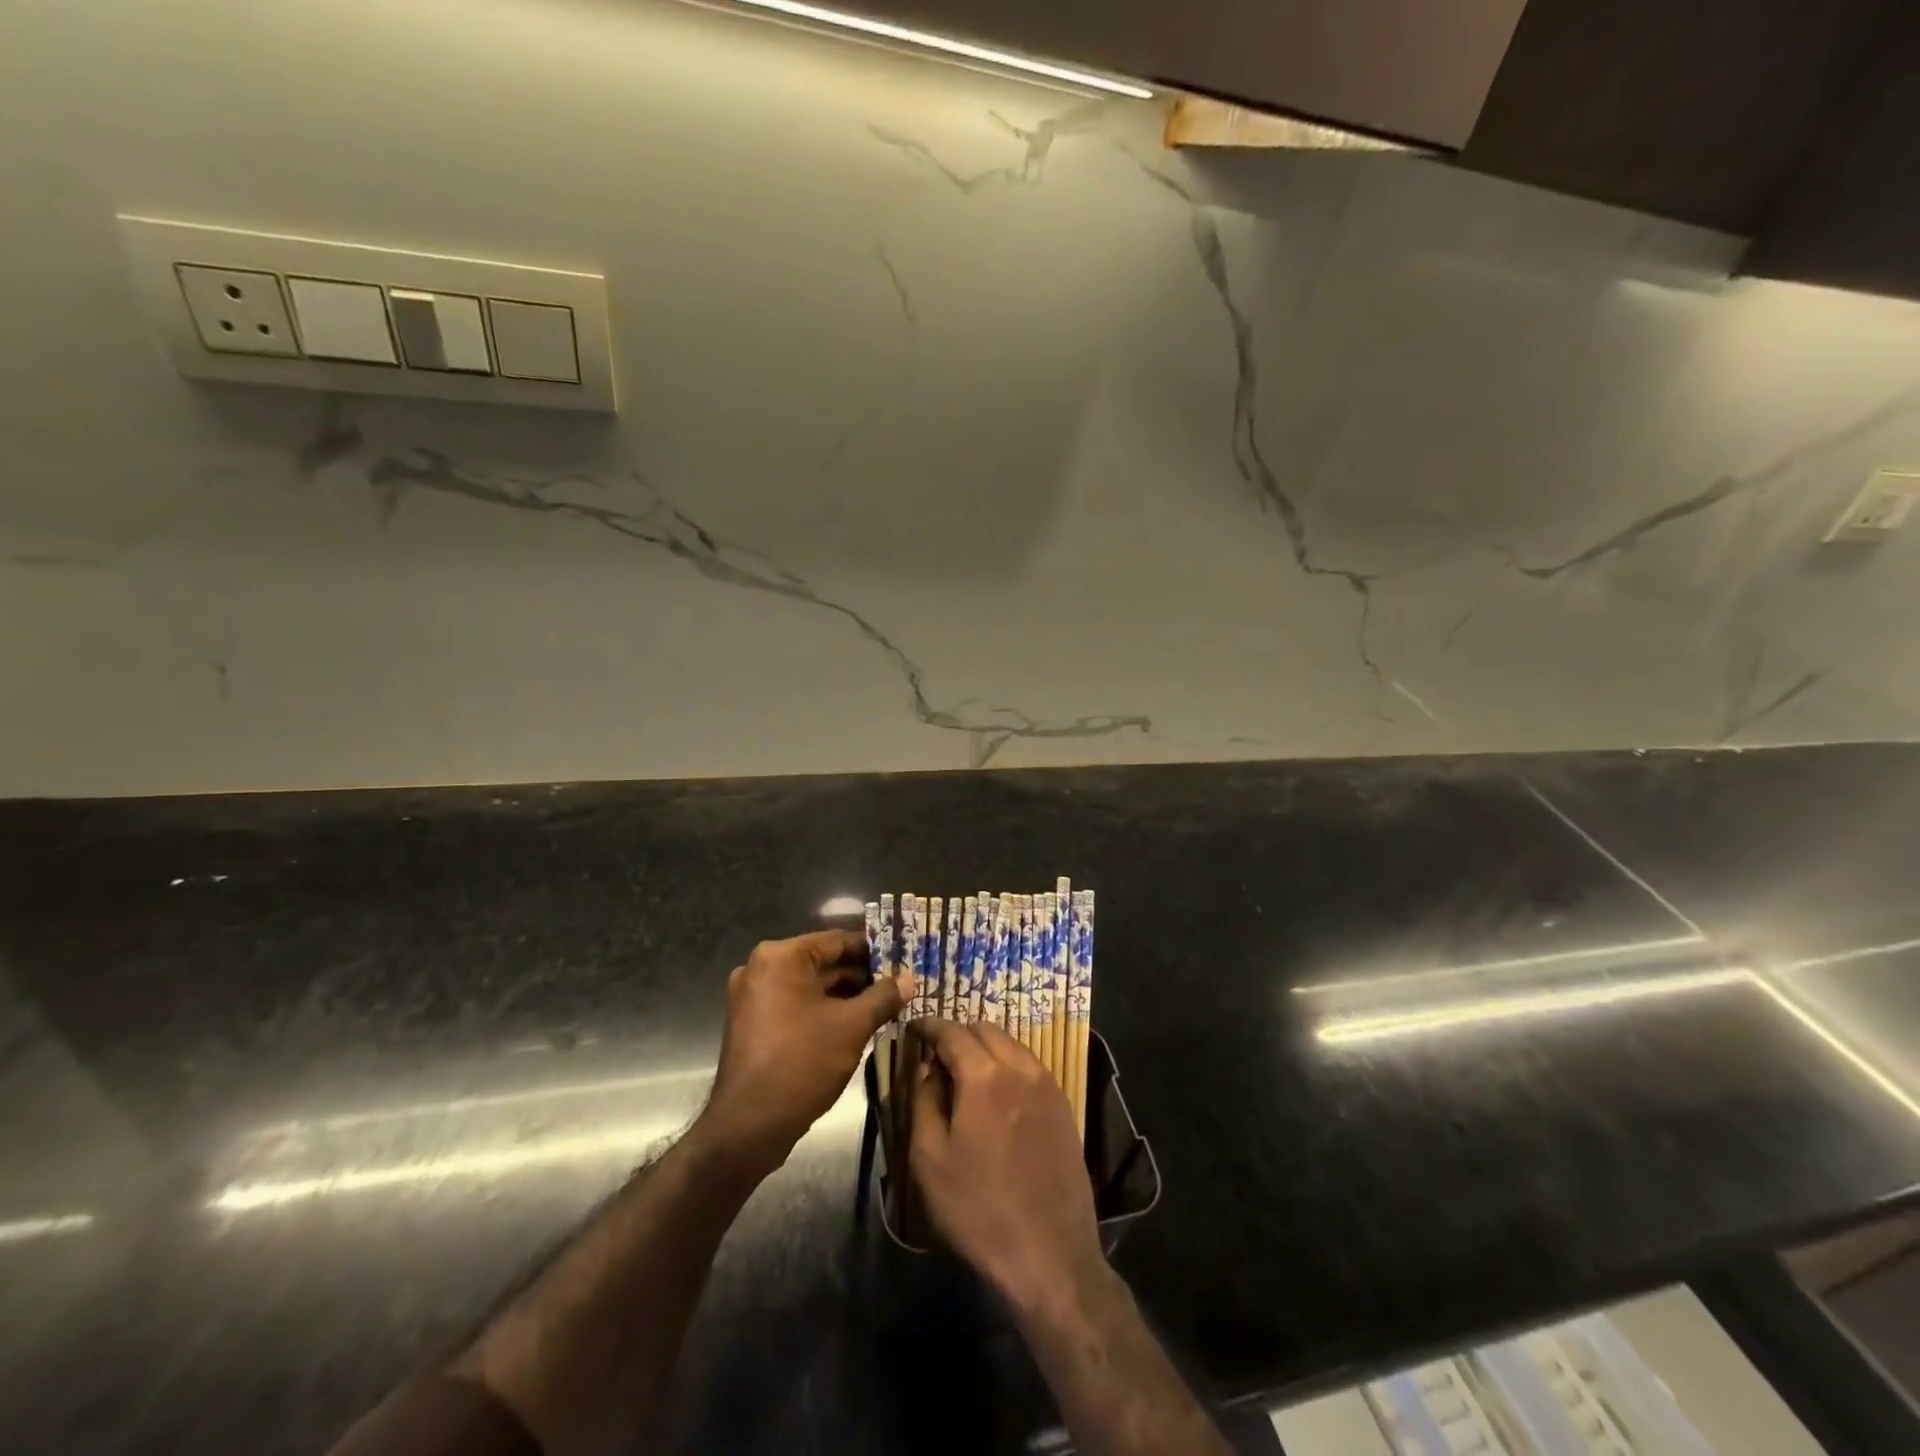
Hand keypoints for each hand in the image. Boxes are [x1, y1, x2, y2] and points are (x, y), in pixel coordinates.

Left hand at [701, 930, 911, 1168]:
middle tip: (899, 984)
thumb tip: (909, 979)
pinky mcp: (753, 1024)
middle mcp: (761, 969)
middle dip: (861, 975)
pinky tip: (855, 1024)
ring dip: (845, 995)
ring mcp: (752, 998)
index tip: (902, 958)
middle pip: (822, 963)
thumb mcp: (852, 1026)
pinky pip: (795, 1006)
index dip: (873, 950)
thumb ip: (883, 997)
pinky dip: (823, 1011)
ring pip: (810, 987)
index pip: (837, 940)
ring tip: (885, 1005)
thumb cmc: (802, 1063)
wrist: (748, 1126)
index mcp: (780, 957)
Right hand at [909, 1019, 1105, 1313]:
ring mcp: (1047, 1085)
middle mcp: (1020, 1068)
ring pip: (1011, 1044)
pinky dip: (1007, 1063)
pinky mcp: (1063, 1106)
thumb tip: (928, 1069)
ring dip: (985, 1046)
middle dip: (958, 1033)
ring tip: (964, 1070)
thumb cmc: (978, 1210)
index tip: (912, 1028)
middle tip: (936, 1052)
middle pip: (985, 1029)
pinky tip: (996, 1090)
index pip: (952, 1032)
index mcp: (985, 1076)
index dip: (929, 1025)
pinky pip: (1030, 1066)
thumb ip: (924, 1102)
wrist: (1050, 1255)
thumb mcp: (930, 1160)